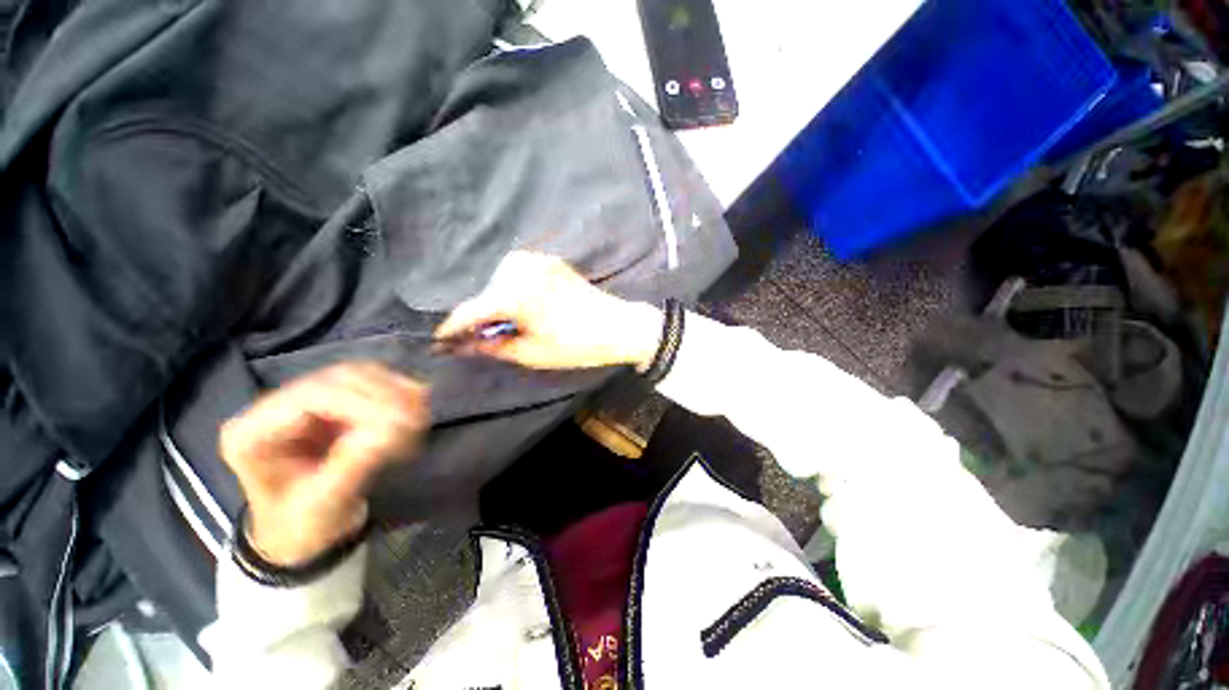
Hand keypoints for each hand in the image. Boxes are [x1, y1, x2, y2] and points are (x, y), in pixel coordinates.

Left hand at [219, 363, 428, 565]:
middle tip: (419, 419)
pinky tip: (415, 409)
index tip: (403, 422)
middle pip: (337, 379)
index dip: (362, 402)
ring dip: (395, 391)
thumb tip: (391, 429)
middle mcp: (273, 407)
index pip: (309, 397)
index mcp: (252, 434)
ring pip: (357, 375)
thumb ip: (352, 465)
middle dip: (384, 395)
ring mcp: (303, 401)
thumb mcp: (322, 504)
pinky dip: (397, 392)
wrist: (300, 531)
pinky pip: (370, 383)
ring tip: (420, 416)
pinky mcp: (330, 402)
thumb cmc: (301, 526)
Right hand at [435, 251, 663, 370]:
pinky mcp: (551, 261)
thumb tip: (466, 345)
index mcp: (514, 294)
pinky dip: (513, 286)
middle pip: (485, 293)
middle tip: (481, 337)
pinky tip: (523, 302)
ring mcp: (538, 260)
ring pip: (500, 279)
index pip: (471, 310)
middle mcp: (521, 269)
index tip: (440, 341)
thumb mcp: (531, 353)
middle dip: (479, 314)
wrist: (618, 325)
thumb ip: (494, 346)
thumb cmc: (576, 345)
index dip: (453, 328)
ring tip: (508, 321)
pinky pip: (518, 271)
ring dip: (497, 298)